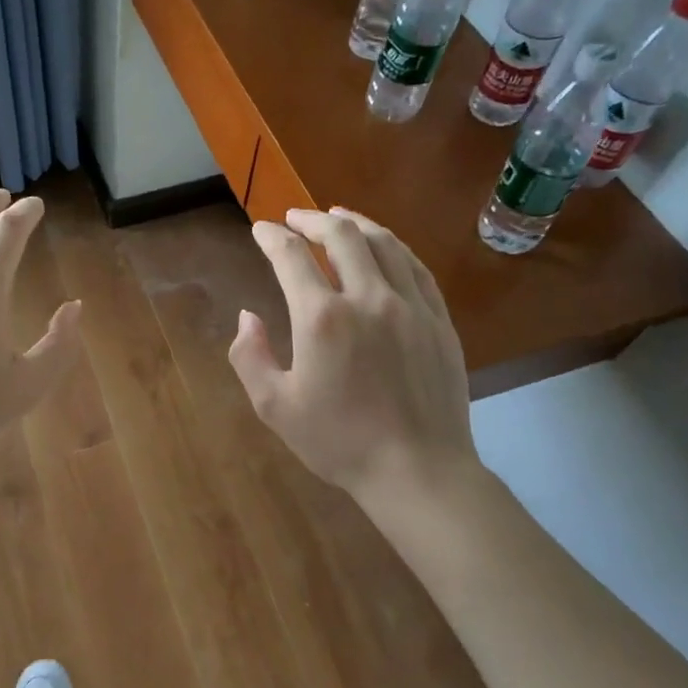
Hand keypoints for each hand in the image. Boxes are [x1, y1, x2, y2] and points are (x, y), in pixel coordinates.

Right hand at [229, 207, 482, 505]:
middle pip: (341, 236)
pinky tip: (384, 247)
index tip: (260, 230)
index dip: (272, 237)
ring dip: (355, 223)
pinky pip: (415, 267)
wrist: (417, 470)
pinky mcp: (439, 320)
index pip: (292, 257)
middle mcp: (368, 298)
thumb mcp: (274, 406)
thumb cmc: (339, 442)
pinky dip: (393, 247)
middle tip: (295, 218)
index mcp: (322, 318)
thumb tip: (248, 316)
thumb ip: (249, 356)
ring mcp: (410, 305)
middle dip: (312, 219)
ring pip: (384, 243)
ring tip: (338, 216)